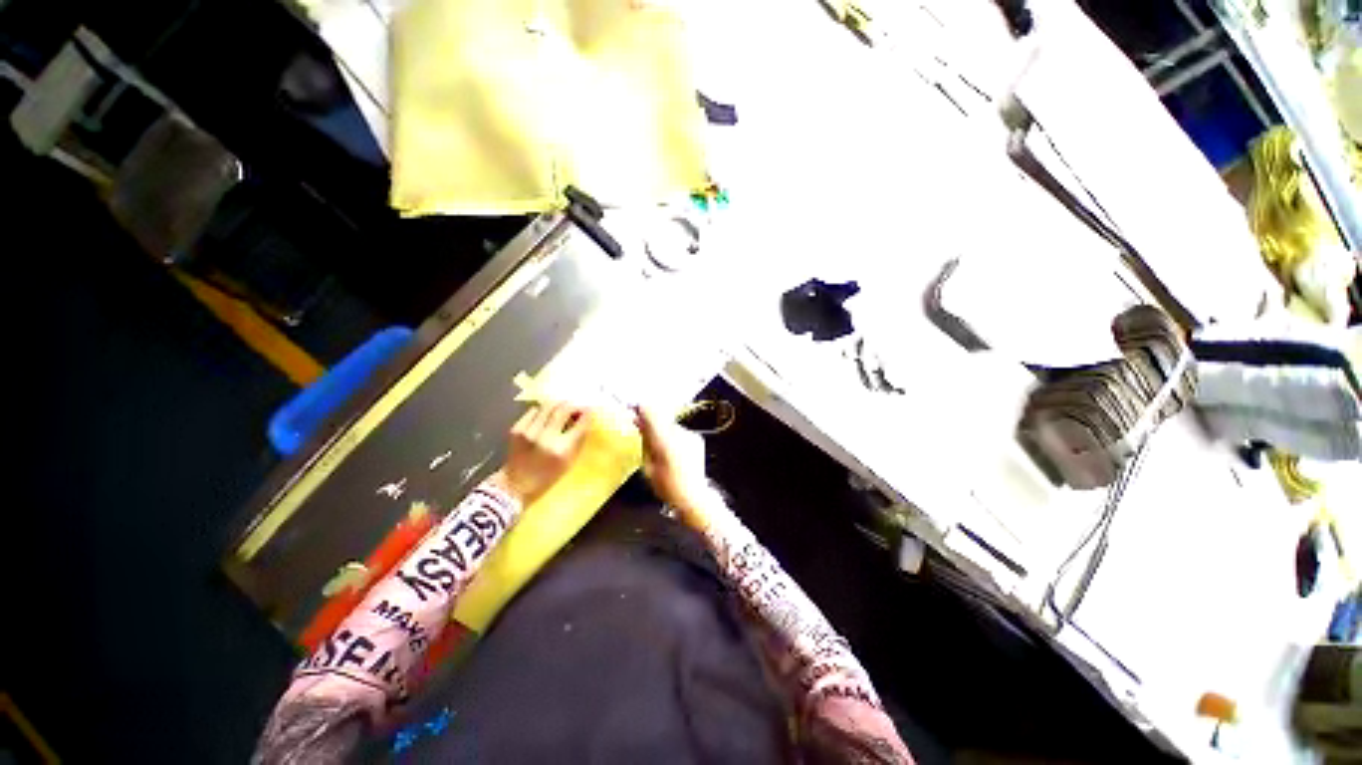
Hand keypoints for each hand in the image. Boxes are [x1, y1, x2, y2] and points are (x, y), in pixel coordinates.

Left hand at [496, 401, 592, 504]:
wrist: (515, 485)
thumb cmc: (547, 476)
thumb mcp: (569, 462)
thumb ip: (578, 439)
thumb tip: (585, 419)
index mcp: (562, 449)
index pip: (580, 424)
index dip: (587, 414)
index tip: (589, 409)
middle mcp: (546, 438)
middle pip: (562, 410)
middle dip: (572, 405)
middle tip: (575, 406)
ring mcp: (529, 432)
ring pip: (547, 406)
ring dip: (557, 405)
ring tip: (561, 409)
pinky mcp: (516, 429)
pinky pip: (533, 411)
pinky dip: (542, 411)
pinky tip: (544, 417)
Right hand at [633, 406, 716, 528]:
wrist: (693, 495)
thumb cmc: (666, 485)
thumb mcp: (648, 465)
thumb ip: (645, 442)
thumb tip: (639, 424)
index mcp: (663, 441)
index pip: (650, 412)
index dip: (640, 409)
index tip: (633, 411)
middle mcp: (678, 433)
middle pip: (660, 418)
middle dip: (651, 422)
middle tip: (642, 429)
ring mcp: (689, 434)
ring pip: (670, 426)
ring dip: (663, 432)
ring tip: (661, 447)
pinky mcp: (696, 438)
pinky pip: (680, 433)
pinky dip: (674, 438)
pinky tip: (673, 451)